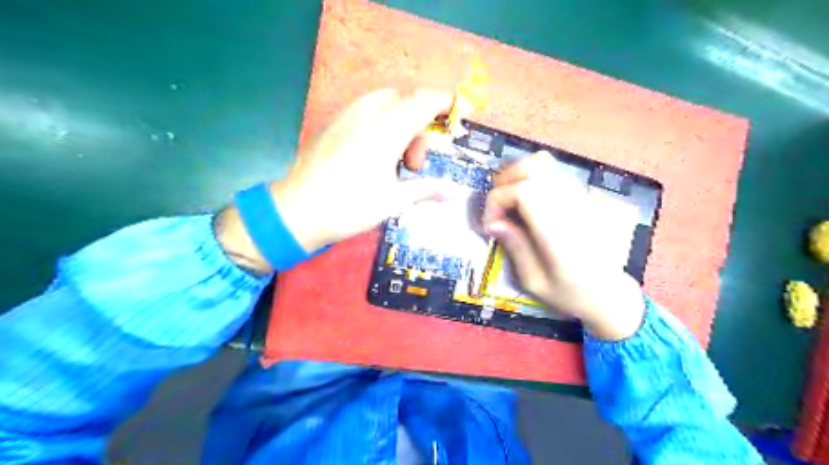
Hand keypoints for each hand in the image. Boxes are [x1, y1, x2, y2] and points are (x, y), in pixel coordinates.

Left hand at [213, 88, 452, 273]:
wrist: (298, 211)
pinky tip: (375, 155)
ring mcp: (349, 114)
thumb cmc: (350, 206)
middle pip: (409, 100)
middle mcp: (370, 112)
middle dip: (422, 125)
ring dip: (402, 125)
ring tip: (396, 162)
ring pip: (388, 103)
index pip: (427, 100)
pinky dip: (383, 124)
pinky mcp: (335, 122)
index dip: (447, 104)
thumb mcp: (394, 200)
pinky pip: (368, 110)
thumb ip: (427, 189)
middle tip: (415, 163)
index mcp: (389, 128)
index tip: (457, 120)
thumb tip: (454, 192)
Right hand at [488, 153, 647, 337]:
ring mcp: (585, 198)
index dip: (498, 200)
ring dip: (519, 177)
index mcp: (560, 232)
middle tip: (498, 205)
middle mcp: (574, 206)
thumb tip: (494, 222)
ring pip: (546, 164)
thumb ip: (514, 246)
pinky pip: (555, 176)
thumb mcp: (534, 281)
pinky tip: (529, 204)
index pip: (524, 191)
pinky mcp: (589, 197)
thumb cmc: (571, 294)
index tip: (490, 224)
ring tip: (510, 200)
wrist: (612, 293)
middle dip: (507, 180)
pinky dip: (534, 182)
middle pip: (536, 167)